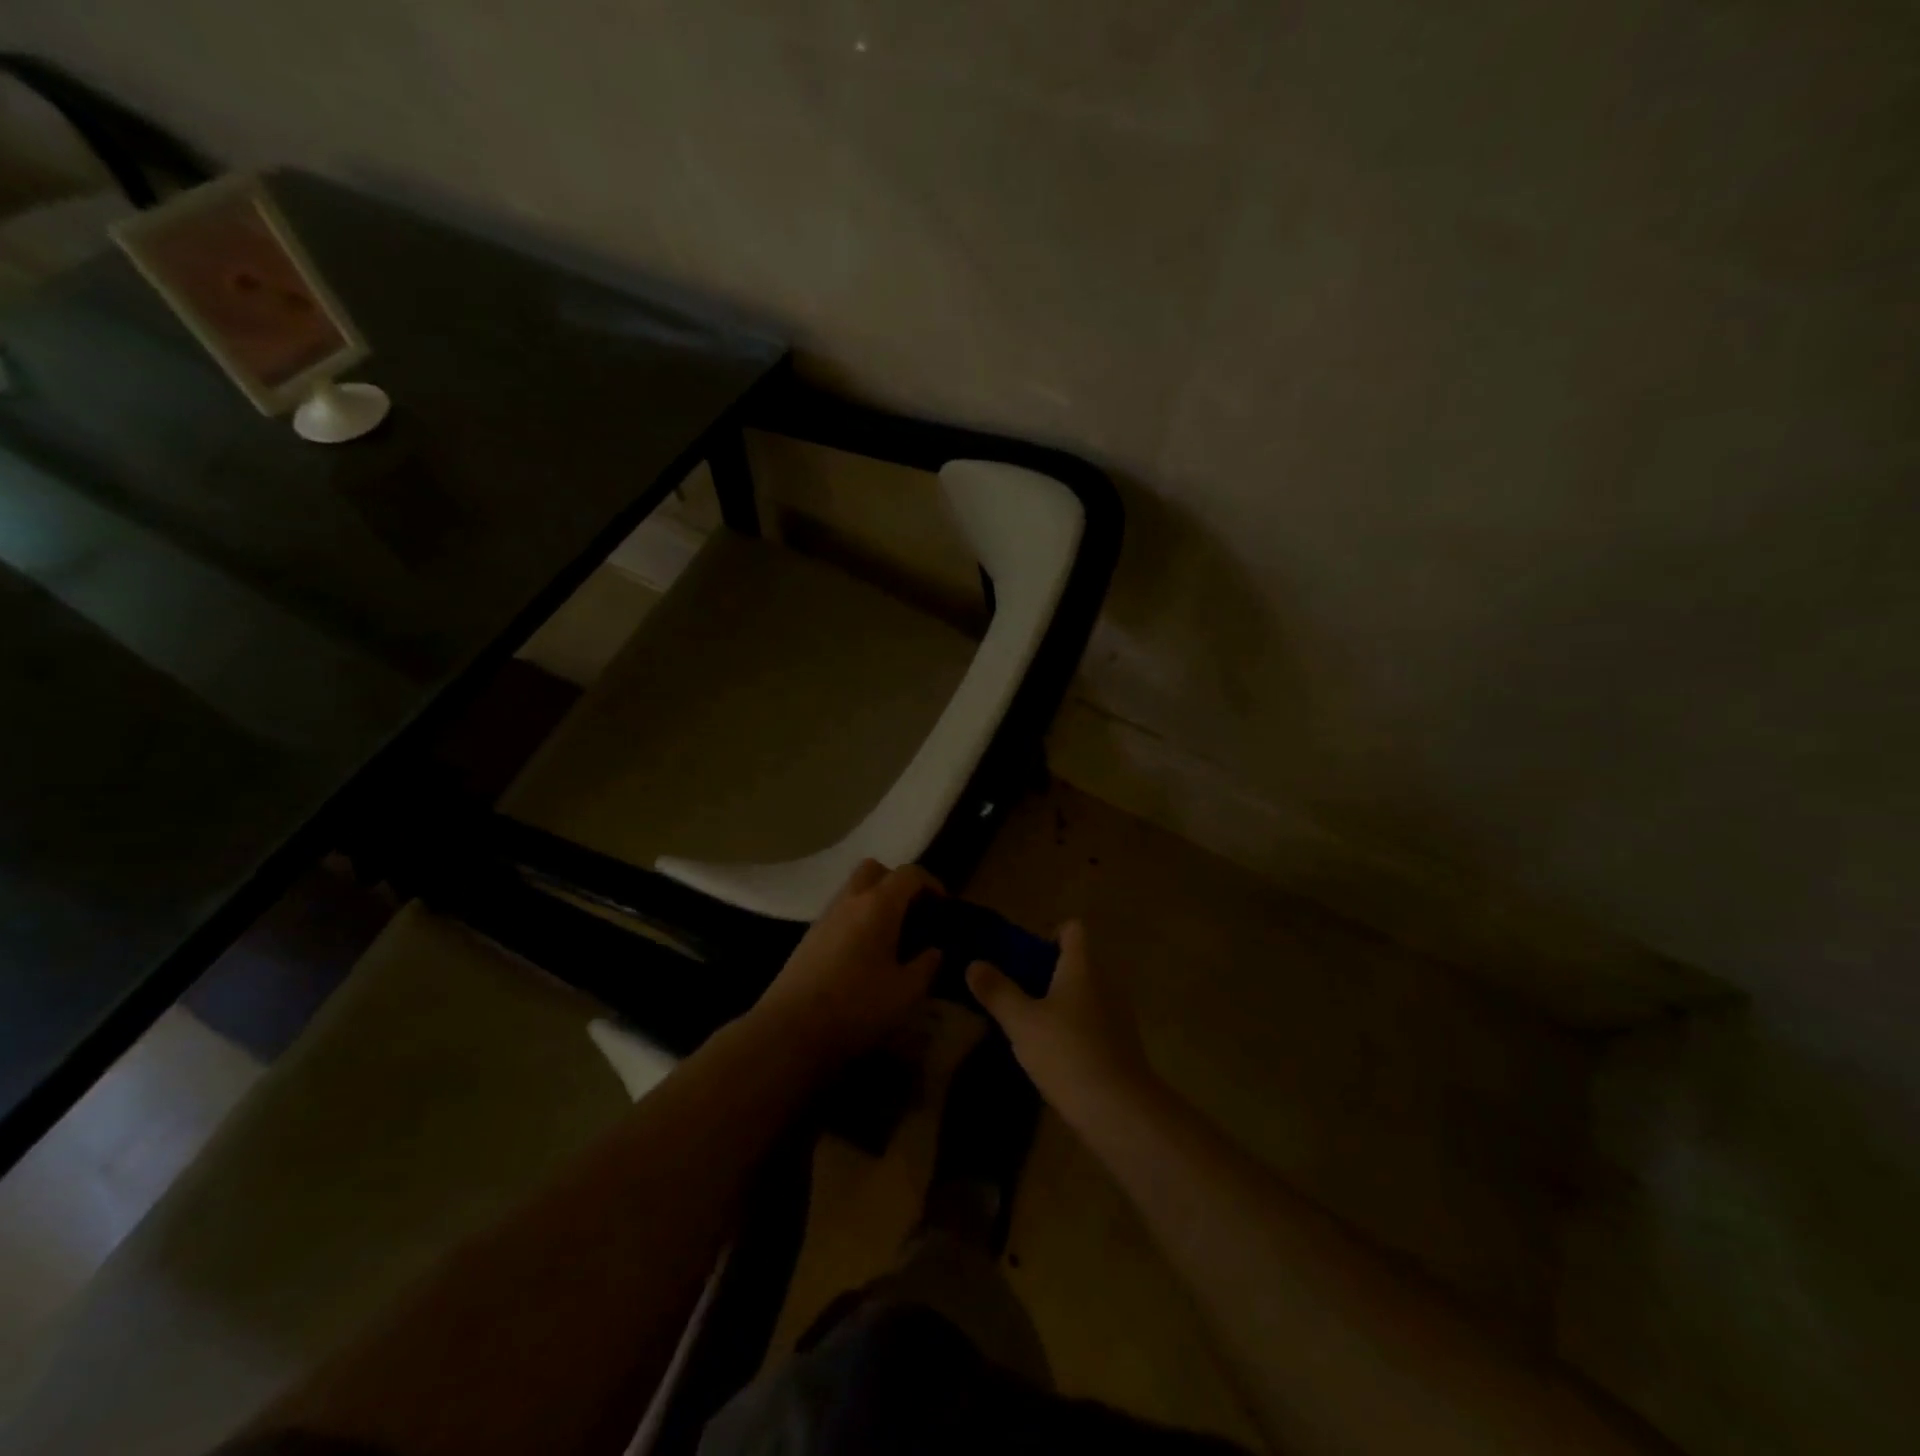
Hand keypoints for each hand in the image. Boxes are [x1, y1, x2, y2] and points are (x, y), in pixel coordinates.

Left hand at [756, 859, 943, 1062]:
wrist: (790, 1030)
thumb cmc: (856, 1006)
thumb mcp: (906, 992)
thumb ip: (926, 966)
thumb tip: (934, 950)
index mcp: (878, 905)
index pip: (909, 874)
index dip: (931, 883)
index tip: (943, 905)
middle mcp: (850, 901)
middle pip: (874, 869)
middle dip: (896, 882)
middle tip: (912, 912)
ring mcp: (825, 917)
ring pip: (853, 889)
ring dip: (874, 900)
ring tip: (890, 934)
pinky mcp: (809, 937)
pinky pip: (839, 912)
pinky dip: (856, 918)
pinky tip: (864, 953)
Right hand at [966, 921, 1155, 1127]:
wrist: (1119, 1109)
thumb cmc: (1067, 1053)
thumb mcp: (1021, 1022)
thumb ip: (997, 991)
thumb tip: (974, 964)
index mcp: (1082, 966)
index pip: (1072, 929)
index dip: (1048, 934)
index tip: (1024, 958)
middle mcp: (1105, 981)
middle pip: (1077, 961)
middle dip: (1047, 972)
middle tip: (1016, 994)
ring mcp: (1118, 1013)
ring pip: (1084, 993)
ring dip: (1060, 1002)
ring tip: (1030, 1026)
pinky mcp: (1122, 1043)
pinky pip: (1093, 1020)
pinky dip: (1074, 1027)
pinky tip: (1054, 1054)